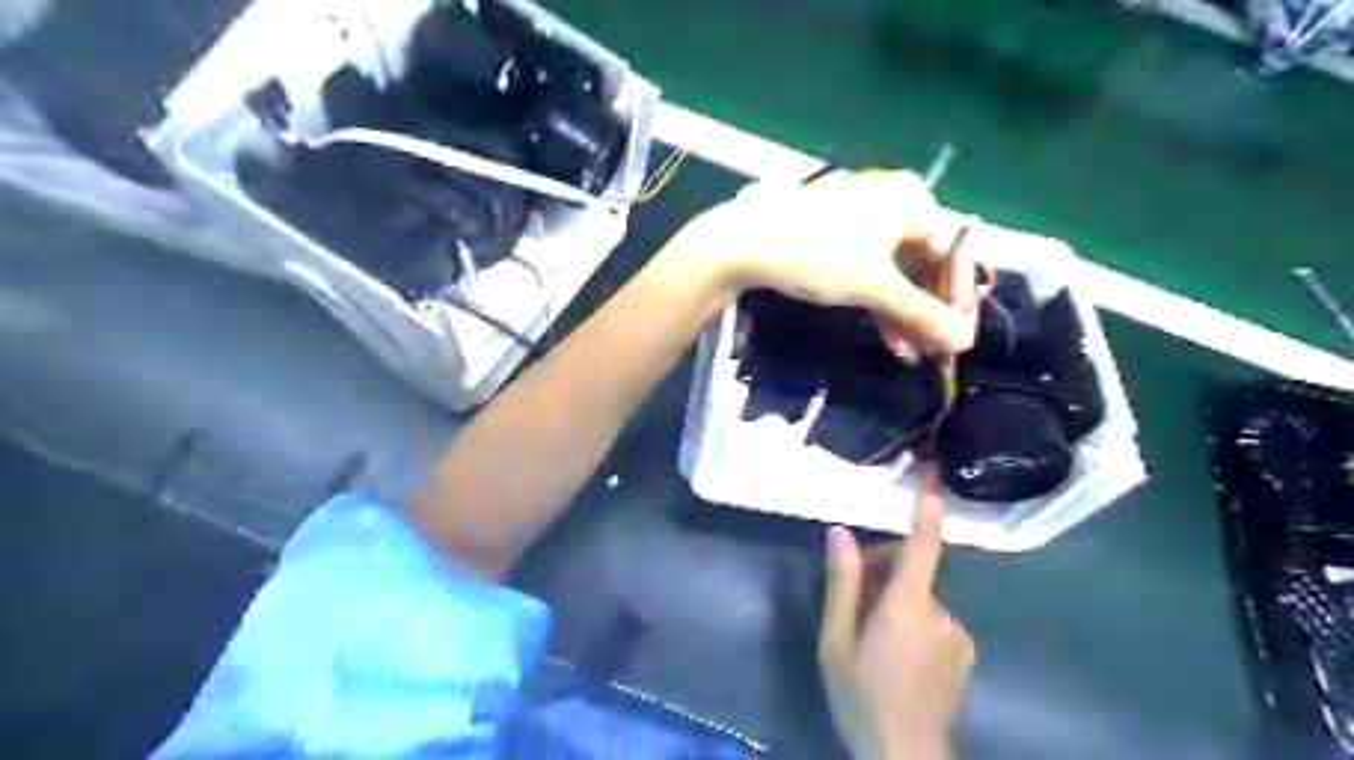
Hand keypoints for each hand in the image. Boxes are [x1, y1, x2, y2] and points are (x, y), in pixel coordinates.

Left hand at [688, 169, 974, 356]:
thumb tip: (963, 343)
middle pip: (924, 262)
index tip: (957, 340)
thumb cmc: (818, 256)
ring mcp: (862, 215)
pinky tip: (886, 334)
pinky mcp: (836, 232)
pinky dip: (878, 298)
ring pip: (896, 269)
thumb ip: (921, 315)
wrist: (744, 243)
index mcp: (912, 200)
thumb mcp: (874, 287)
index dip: (957, 299)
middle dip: (926, 311)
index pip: (952, 252)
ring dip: (903, 312)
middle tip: (930, 351)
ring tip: (907, 352)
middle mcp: (893, 201)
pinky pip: (871, 266)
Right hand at [815, 480, 972, 759]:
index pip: (922, 548)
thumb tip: (839, 533)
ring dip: (897, 603)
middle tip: (853, 604)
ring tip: (873, 638)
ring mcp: (957, 635)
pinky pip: (934, 621)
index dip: (926, 514)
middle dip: (883, 575)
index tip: (932, 482)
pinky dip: (915, 624)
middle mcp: (940, 612)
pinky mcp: (964, 653)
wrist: (904, 755)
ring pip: (921, 599)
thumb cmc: (862, 696)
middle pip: (912, 573)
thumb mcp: (836, 640)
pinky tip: (898, 656)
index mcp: (906, 605)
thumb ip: (842, 583)